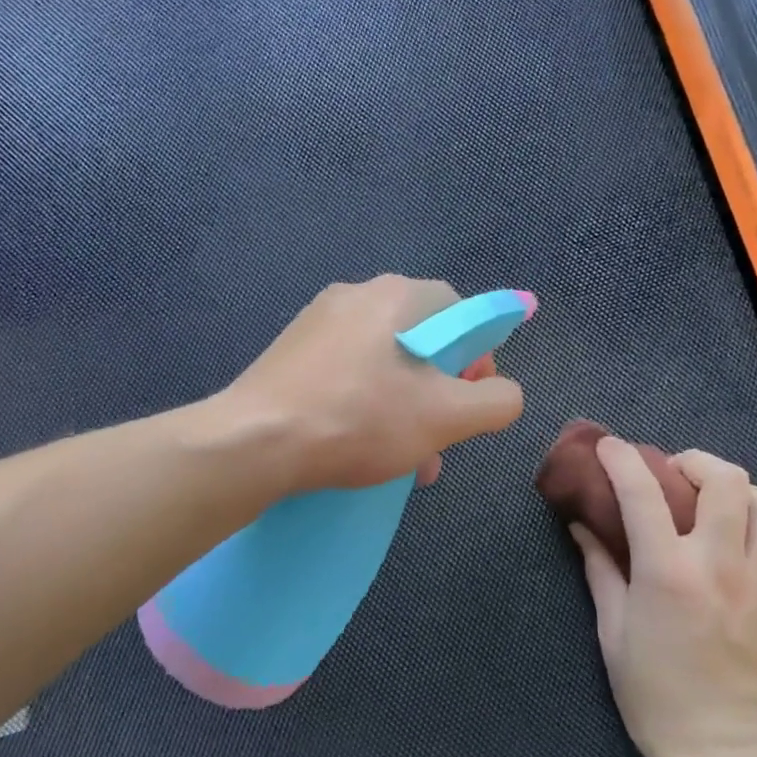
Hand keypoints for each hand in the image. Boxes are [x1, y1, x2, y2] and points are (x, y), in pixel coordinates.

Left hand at [224, 275, 524, 495]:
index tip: (471, 401)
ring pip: (383, 363)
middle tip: (439, 437)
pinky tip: (363, 451)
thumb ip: (496, 401)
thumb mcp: (446, 416)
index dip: (478, 357)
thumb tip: (505, 394)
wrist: (251, 444)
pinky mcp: (289, 355)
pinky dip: (366, 407)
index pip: (460, 312)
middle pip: (421, 341)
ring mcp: (316, 324)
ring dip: (405, 408)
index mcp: (397, 295)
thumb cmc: (358, 419)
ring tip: (406, 461)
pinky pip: (346, 375)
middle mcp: (355, 296)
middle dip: (439, 392)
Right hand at [572, 440, 756, 756]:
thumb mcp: (613, 633)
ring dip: (738, 492)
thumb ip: (600, 571)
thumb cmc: (656, 696)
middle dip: (695, 462)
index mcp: (668, 573)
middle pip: (725, 478)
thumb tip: (582, 527)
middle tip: (675, 475)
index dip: (622, 459)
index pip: (642, 492)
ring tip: (717, 506)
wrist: (725, 752)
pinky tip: (748, 545)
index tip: (610, 446)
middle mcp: (720, 564)